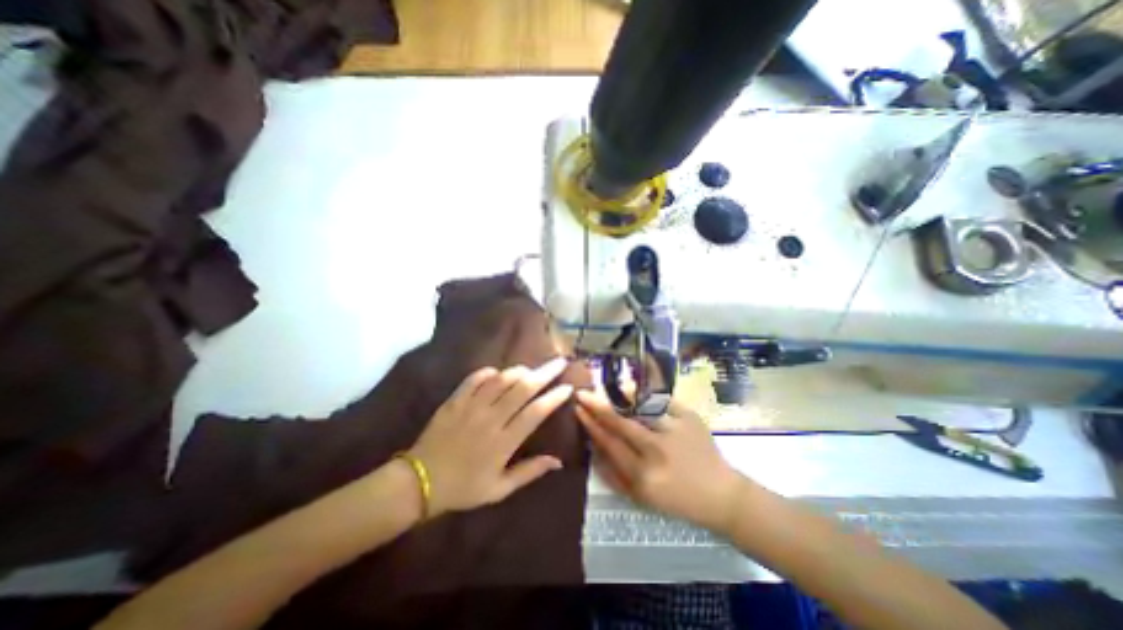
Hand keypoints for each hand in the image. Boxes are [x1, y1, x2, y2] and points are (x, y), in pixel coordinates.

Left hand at [403, 356, 573, 518]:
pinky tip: (497, 373)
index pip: (535, 413)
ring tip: (531, 368)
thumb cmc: (463, 488)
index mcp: (503, 442)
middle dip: (544, 373)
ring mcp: (471, 407)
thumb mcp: (499, 489)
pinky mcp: (454, 401)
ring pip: (501, 380)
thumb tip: (558, 461)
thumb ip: (529, 472)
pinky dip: (488, 373)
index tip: (568, 387)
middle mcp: (490, 419)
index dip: (554, 398)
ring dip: (519, 371)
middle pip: (522, 389)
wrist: (418, 482)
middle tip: (559, 362)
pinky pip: (474, 379)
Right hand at [578, 392, 742, 533]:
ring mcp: (675, 430)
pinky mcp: (689, 417)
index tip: (578, 409)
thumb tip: (592, 449)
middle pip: (620, 422)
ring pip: (639, 407)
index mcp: (643, 475)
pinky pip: (661, 400)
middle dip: (597, 405)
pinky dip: (645, 394)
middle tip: (583, 393)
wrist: (721, 494)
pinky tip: (635, 390)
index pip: (609, 442)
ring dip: (619, 396)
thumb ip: (612, 476)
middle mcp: (657, 451)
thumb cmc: (677, 500)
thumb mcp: (640, 498)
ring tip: (608, 389)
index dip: (590, 424)